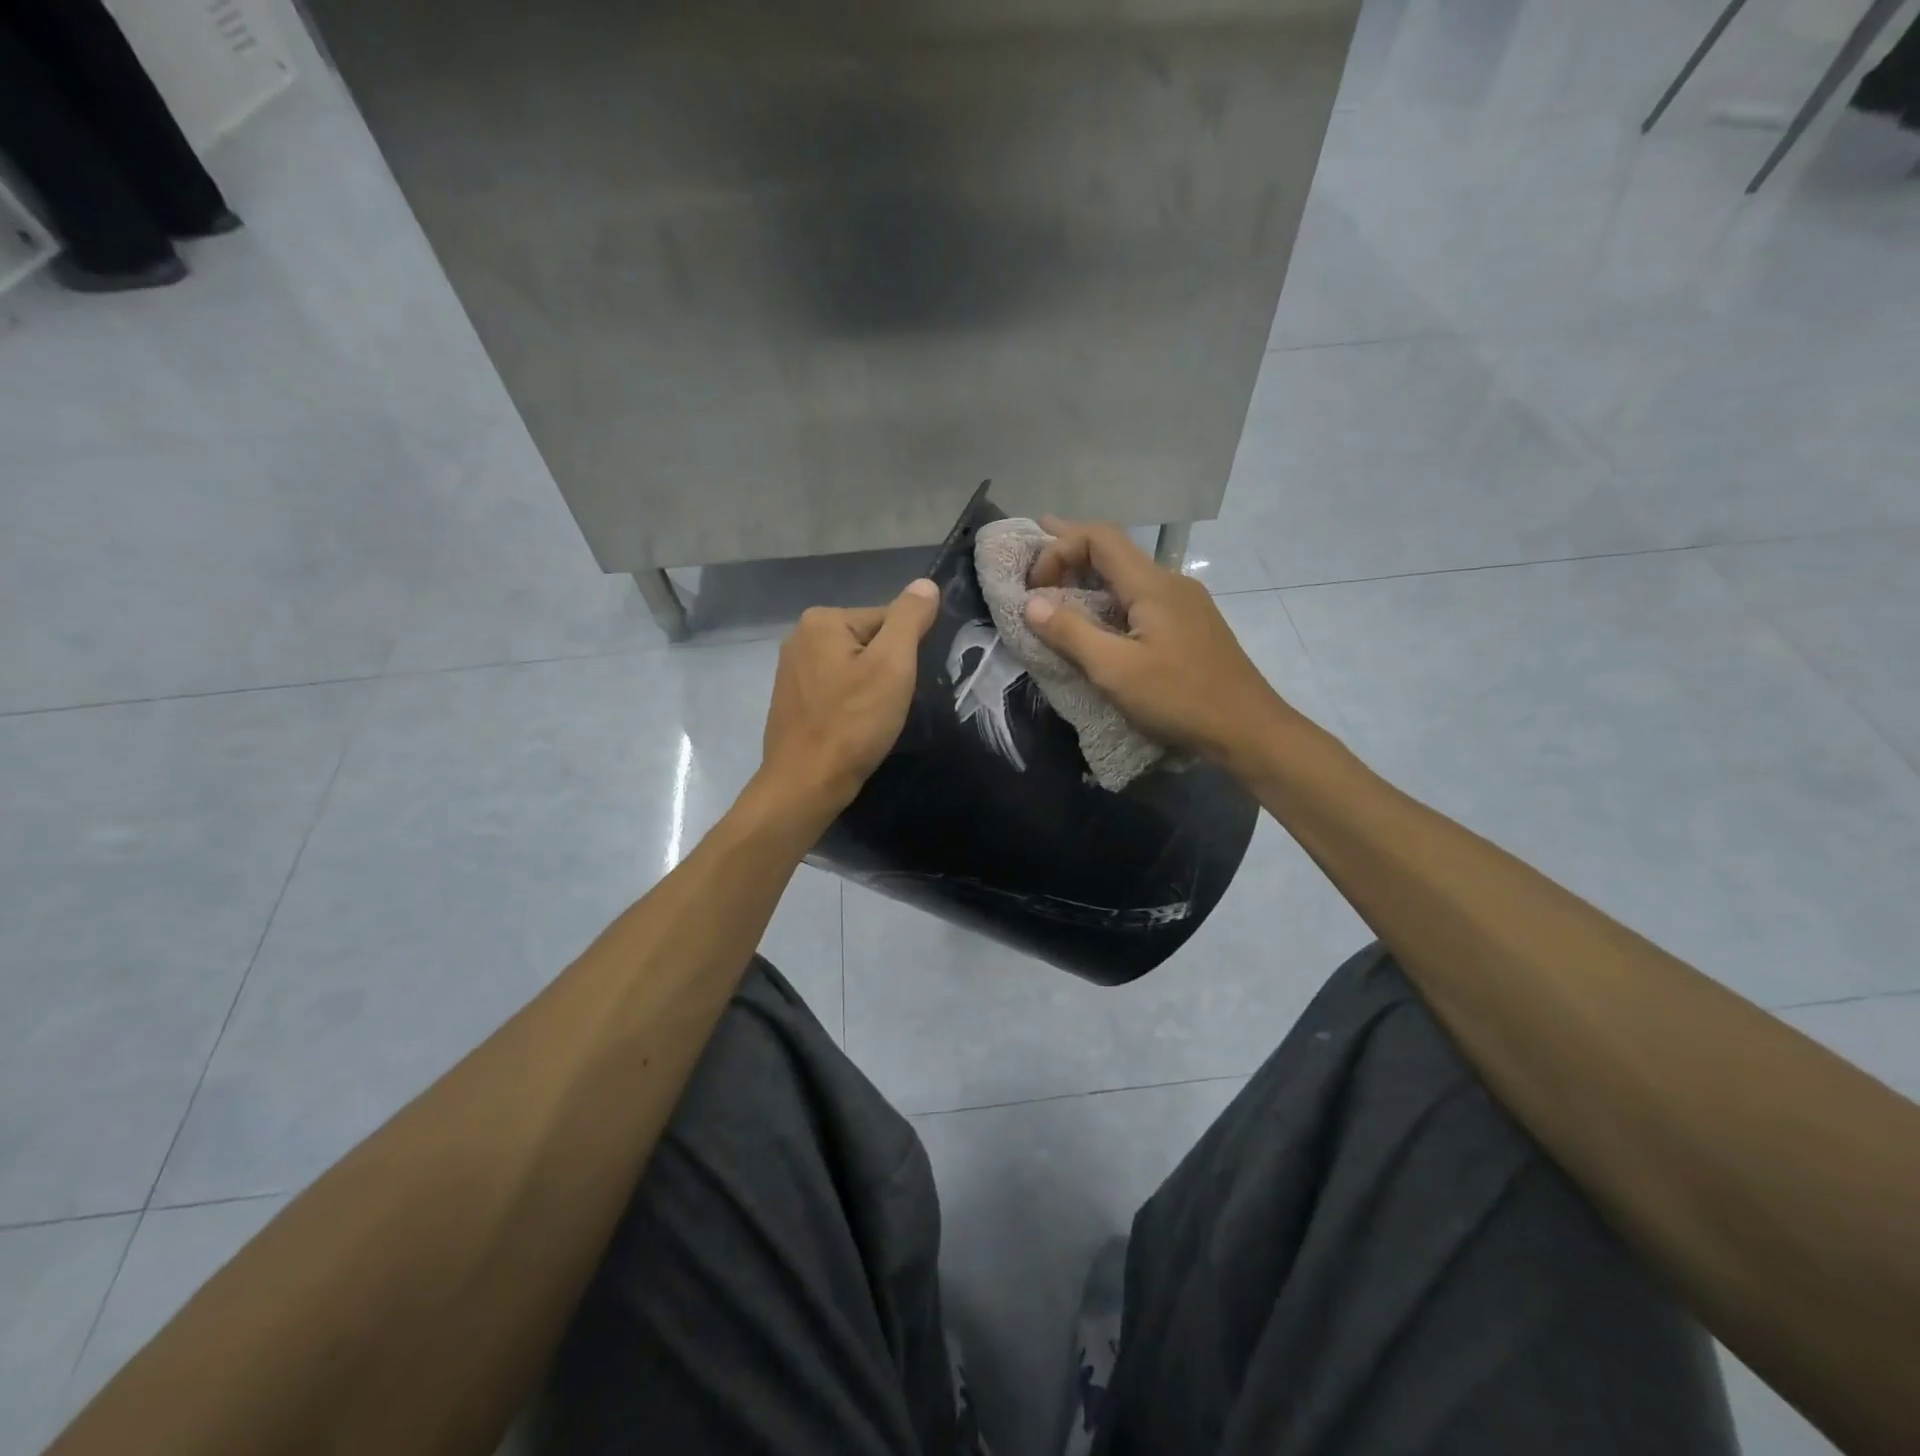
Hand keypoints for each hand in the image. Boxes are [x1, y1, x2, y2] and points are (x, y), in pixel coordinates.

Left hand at [758, 579, 940, 818]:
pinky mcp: (791, 699)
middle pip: (869, 642)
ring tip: (874, 719)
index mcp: (822, 620)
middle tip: (890, 705)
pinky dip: (850, 704)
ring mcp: (791, 669)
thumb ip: (910, 619)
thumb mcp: (892, 666)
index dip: (905, 653)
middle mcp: (800, 636)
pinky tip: (854, 727)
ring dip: (870, 689)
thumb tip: (925, 584)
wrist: (806, 783)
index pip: (887, 619)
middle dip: (887, 670)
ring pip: (853, 668)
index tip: (903, 685)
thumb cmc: (852, 723)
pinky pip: (835, 689)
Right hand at [1025, 518, 1296, 770]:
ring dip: (1089, 575)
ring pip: (1127, 575)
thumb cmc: (1180, 698)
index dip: (1059, 549)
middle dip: (1070, 547)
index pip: (1099, 538)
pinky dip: (1109, 597)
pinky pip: (1140, 598)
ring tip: (1056, 582)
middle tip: (1034, 543)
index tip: (1034, 587)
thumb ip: (1071, 633)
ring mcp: (1183, 603)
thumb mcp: (1116, 670)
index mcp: (1152, 584)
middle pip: (1113, 550)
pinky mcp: (1188, 625)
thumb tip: (1032, 603)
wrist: (1247, 729)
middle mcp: (1170, 582)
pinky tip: (1097, 616)